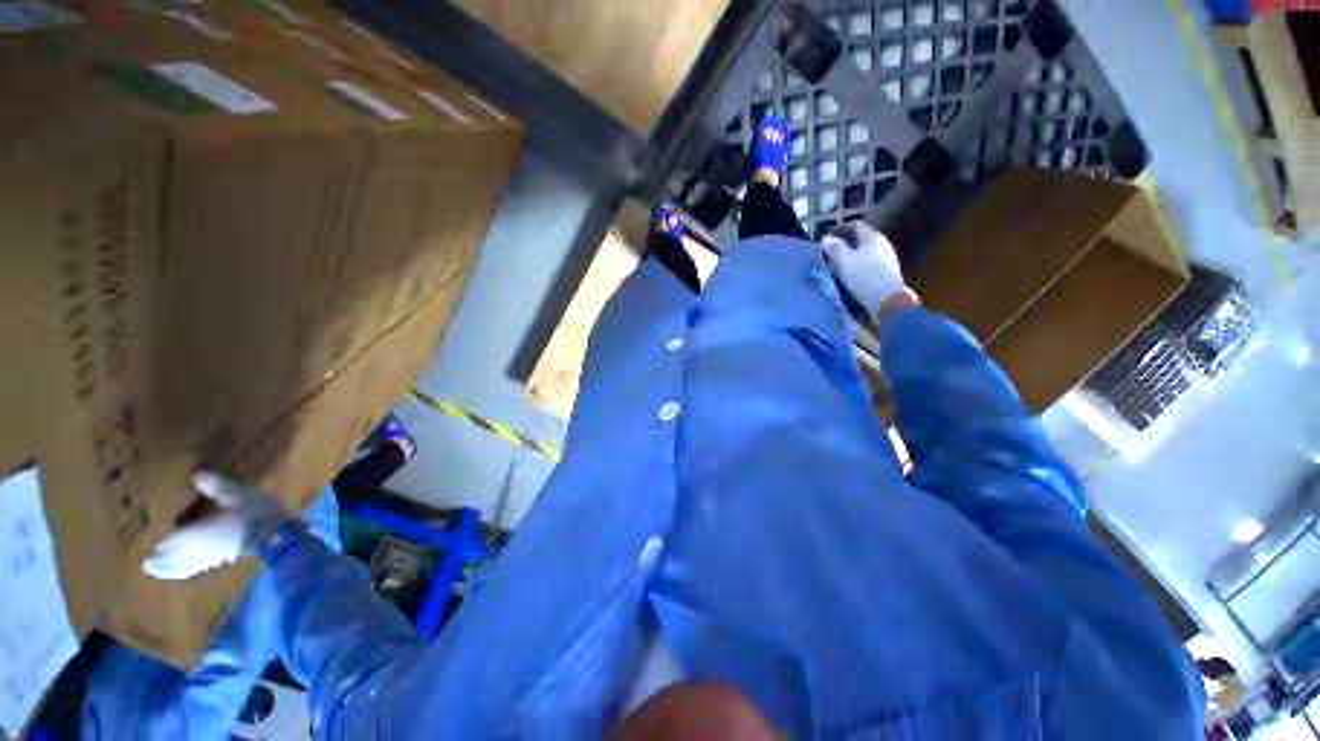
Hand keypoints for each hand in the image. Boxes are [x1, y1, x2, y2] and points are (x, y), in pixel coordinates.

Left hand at [143, 471, 288, 580]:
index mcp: (194, 534)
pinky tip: (187, 569)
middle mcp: (196, 550)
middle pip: (171, 560)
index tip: (140, 551)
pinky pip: (197, 568)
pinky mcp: (221, 560)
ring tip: (158, 571)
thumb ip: (216, 488)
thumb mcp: (237, 495)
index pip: (167, 542)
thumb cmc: (254, 514)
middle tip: (145, 565)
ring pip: (183, 568)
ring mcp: (209, 558)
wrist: (277, 534)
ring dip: (170, 570)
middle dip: (158, 563)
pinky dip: (186, 570)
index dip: (154, 546)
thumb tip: (196, 474)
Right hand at [820, 222, 916, 318]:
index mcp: (872, 237)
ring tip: (836, 267)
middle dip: (844, 245)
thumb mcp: (844, 261)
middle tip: (830, 255)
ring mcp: (886, 257)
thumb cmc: (864, 276)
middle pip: (860, 239)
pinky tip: (849, 275)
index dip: (840, 230)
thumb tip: (826, 238)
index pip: (856, 225)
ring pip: (863, 252)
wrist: (888, 299)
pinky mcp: (886, 271)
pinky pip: (868, 263)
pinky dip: (857, 266)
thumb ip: (835, 248)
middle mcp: (881, 243)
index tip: (827, 239)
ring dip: (850, 257)